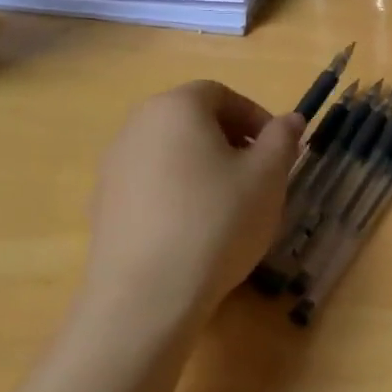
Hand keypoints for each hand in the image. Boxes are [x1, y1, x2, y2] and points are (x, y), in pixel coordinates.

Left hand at [83, 82, 302, 333]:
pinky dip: (177, 194)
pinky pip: (151, 186)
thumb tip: (289, 119)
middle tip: (258, 174)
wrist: (146, 297)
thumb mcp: (268, 175)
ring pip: (170, 153)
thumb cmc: (218, 220)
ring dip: (204, 168)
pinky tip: (196, 230)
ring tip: (230, 205)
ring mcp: (112, 169)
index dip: (254, 116)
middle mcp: (136, 128)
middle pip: (191, 120)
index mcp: (176, 108)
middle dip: (230, 141)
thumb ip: (282, 139)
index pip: (220, 94)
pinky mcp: (102, 208)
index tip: (277, 149)